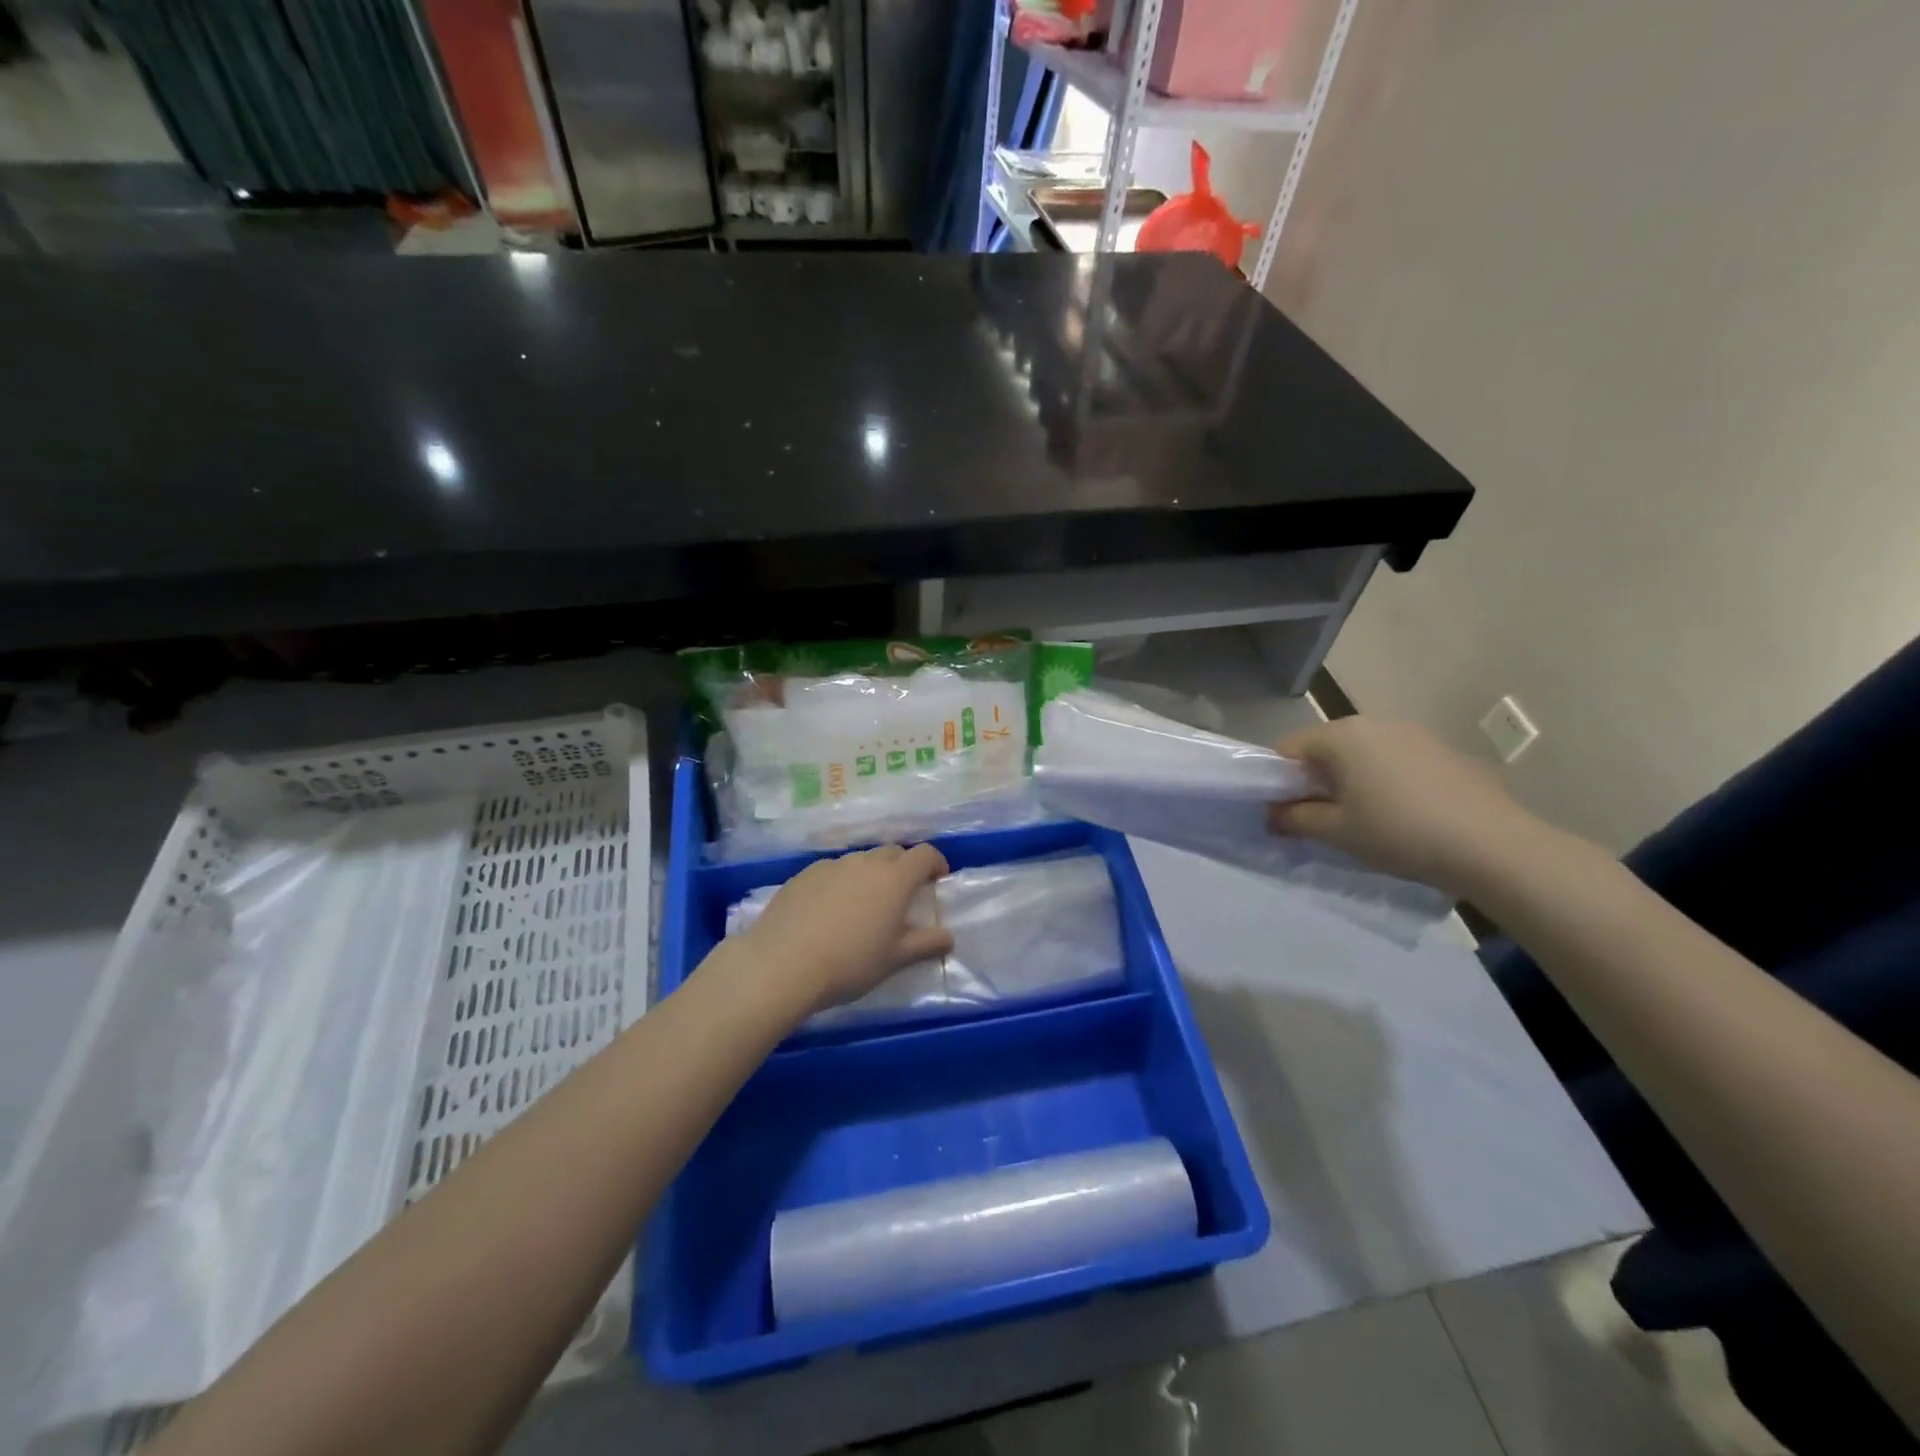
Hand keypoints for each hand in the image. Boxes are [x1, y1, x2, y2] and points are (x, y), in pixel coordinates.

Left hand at [734, 843, 953, 1012]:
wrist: (782, 964)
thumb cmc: (850, 962)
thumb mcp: (895, 959)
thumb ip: (926, 944)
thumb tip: (948, 936)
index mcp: (894, 878)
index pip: (924, 854)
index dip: (935, 863)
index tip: (937, 879)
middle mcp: (864, 863)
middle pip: (892, 853)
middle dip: (903, 867)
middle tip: (902, 896)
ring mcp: (830, 866)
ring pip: (859, 861)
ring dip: (870, 875)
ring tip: (863, 906)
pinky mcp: (802, 876)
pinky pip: (831, 872)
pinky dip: (840, 883)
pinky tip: (829, 911)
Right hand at [1267, 717, 1540, 896]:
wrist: (1492, 845)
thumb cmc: (1398, 832)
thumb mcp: (1336, 832)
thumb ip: (1294, 818)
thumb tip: (1272, 814)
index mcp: (1341, 736)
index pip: (1287, 748)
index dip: (1276, 780)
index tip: (1281, 811)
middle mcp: (1373, 723)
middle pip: (1325, 748)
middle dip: (1314, 779)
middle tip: (1317, 817)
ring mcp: (1413, 733)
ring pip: (1361, 753)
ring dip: (1350, 779)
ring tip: (1361, 818)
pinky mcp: (1442, 750)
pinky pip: (1394, 760)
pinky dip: (1384, 780)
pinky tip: (1401, 814)